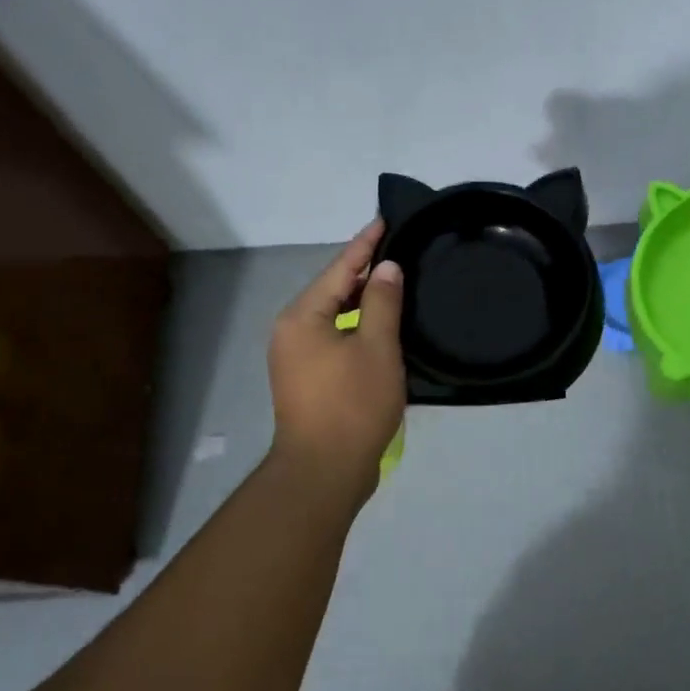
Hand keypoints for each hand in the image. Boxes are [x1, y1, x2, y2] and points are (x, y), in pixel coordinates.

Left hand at [268, 220, 406, 501]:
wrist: (324, 470)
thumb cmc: (352, 404)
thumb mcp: (377, 347)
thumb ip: (382, 302)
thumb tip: (385, 268)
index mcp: (303, 316)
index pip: (339, 268)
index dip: (365, 244)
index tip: (384, 219)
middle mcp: (291, 331)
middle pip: (333, 290)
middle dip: (364, 271)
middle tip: (398, 250)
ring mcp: (296, 358)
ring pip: (333, 316)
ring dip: (362, 301)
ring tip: (394, 283)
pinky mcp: (307, 380)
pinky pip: (334, 338)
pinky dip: (357, 327)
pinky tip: (381, 326)